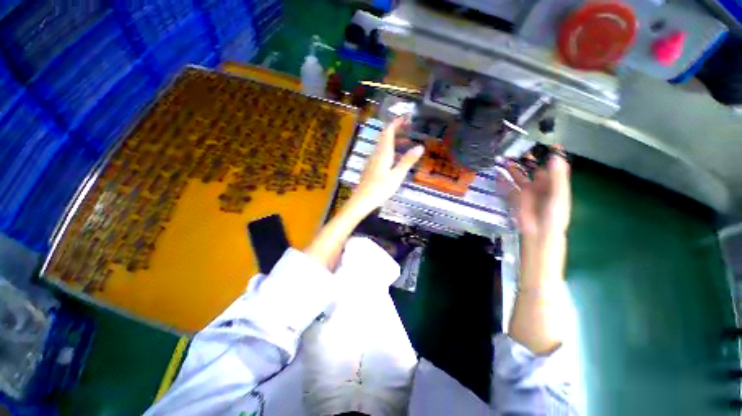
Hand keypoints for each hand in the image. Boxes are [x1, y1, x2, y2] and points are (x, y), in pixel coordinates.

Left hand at [349, 118, 424, 214]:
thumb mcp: (396, 176)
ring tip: (406, 144)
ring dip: (393, 142)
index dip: (395, 123)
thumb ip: (407, 161)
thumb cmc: (380, 189)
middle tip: (408, 129)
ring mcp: (371, 162)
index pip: (387, 132)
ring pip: (382, 147)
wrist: (361, 201)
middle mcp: (375, 154)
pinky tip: (395, 160)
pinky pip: (380, 155)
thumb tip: (420, 146)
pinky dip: (389, 151)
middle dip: (395, 131)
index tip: (405, 118)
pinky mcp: (370, 169)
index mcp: (382, 153)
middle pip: (384, 138)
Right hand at [506, 147, 570, 242]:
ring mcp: (527, 191)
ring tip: (506, 158)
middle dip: (528, 159)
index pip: (553, 165)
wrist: (539, 231)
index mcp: (554, 183)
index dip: (551, 155)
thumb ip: (557, 175)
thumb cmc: (553, 213)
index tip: (548, 144)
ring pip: (520, 176)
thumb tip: (555, 156)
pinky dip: (504, 180)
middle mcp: (541, 185)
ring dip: (514, 168)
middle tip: (520, 149)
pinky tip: (498, 173)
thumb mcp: (558, 193)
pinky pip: (509, 186)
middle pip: (534, 169)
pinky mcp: (516, 197)